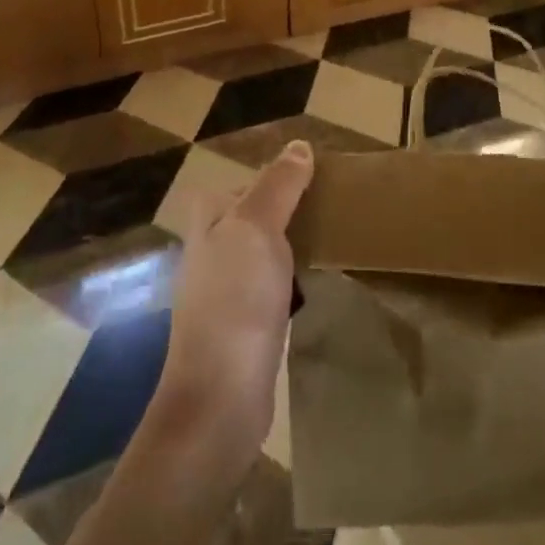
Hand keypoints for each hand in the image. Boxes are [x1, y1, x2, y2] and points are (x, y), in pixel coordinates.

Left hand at [150, 141, 312, 479]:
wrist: (220, 398)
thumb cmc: (237, 301)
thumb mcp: (258, 227)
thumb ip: (278, 185)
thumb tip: (299, 145)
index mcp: (209, 219)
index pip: (251, 181)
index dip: (284, 178)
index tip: (325, 181)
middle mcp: (210, 248)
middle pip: (258, 214)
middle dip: (292, 211)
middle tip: (335, 210)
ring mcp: (223, 289)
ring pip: (265, 250)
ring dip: (294, 246)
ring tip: (333, 241)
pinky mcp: (241, 323)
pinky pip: (271, 285)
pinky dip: (292, 280)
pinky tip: (313, 285)